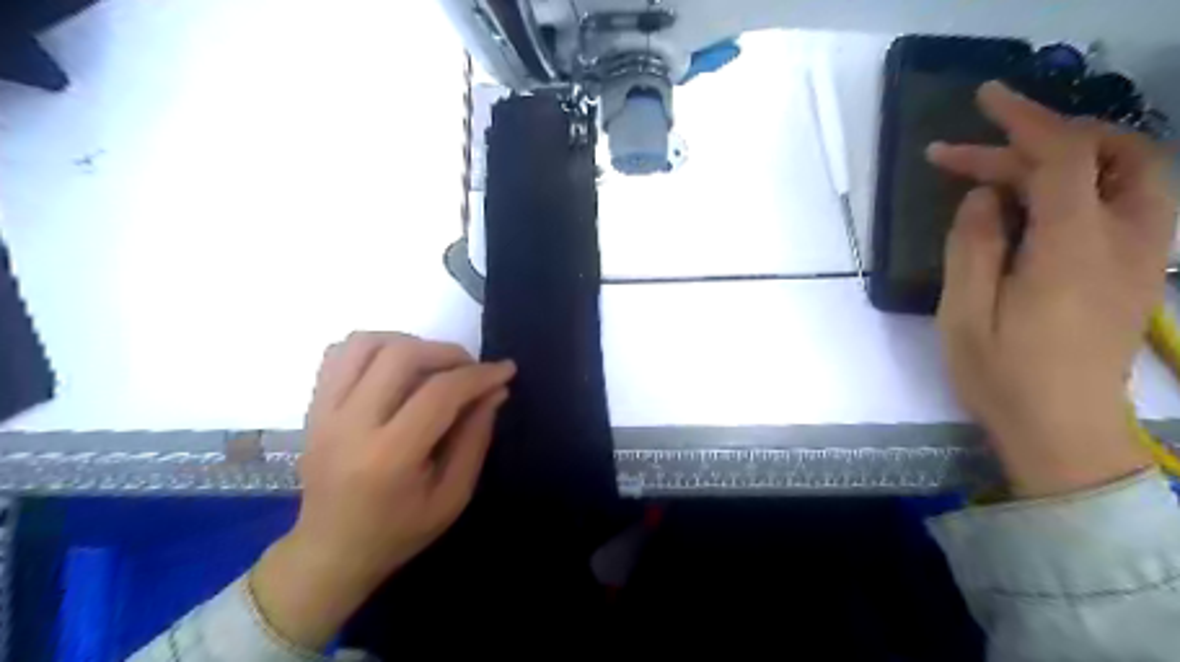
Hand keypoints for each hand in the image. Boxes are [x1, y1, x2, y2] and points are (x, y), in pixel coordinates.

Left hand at [250, 332, 514, 647]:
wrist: (331, 552)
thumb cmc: (399, 532)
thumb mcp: (453, 496)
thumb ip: (475, 439)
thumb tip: (495, 391)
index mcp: (389, 457)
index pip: (439, 393)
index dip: (479, 375)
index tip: (506, 370)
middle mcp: (350, 425)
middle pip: (400, 355)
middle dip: (447, 352)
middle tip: (470, 369)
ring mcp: (324, 412)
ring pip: (365, 344)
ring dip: (409, 343)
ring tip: (433, 366)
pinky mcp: (313, 407)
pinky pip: (340, 353)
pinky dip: (375, 348)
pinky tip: (396, 369)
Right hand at [927, 80, 1174, 494]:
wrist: (1064, 429)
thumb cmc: (1002, 375)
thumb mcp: (964, 313)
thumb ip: (972, 245)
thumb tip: (985, 195)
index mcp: (1072, 247)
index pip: (1063, 155)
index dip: (1024, 119)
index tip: (984, 100)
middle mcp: (1125, 237)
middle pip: (1102, 153)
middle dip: (1034, 140)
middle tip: (970, 158)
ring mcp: (1143, 252)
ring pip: (1130, 170)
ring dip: (1071, 153)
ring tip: (1009, 167)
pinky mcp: (1141, 267)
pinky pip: (1130, 198)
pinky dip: (1088, 179)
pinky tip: (1044, 199)